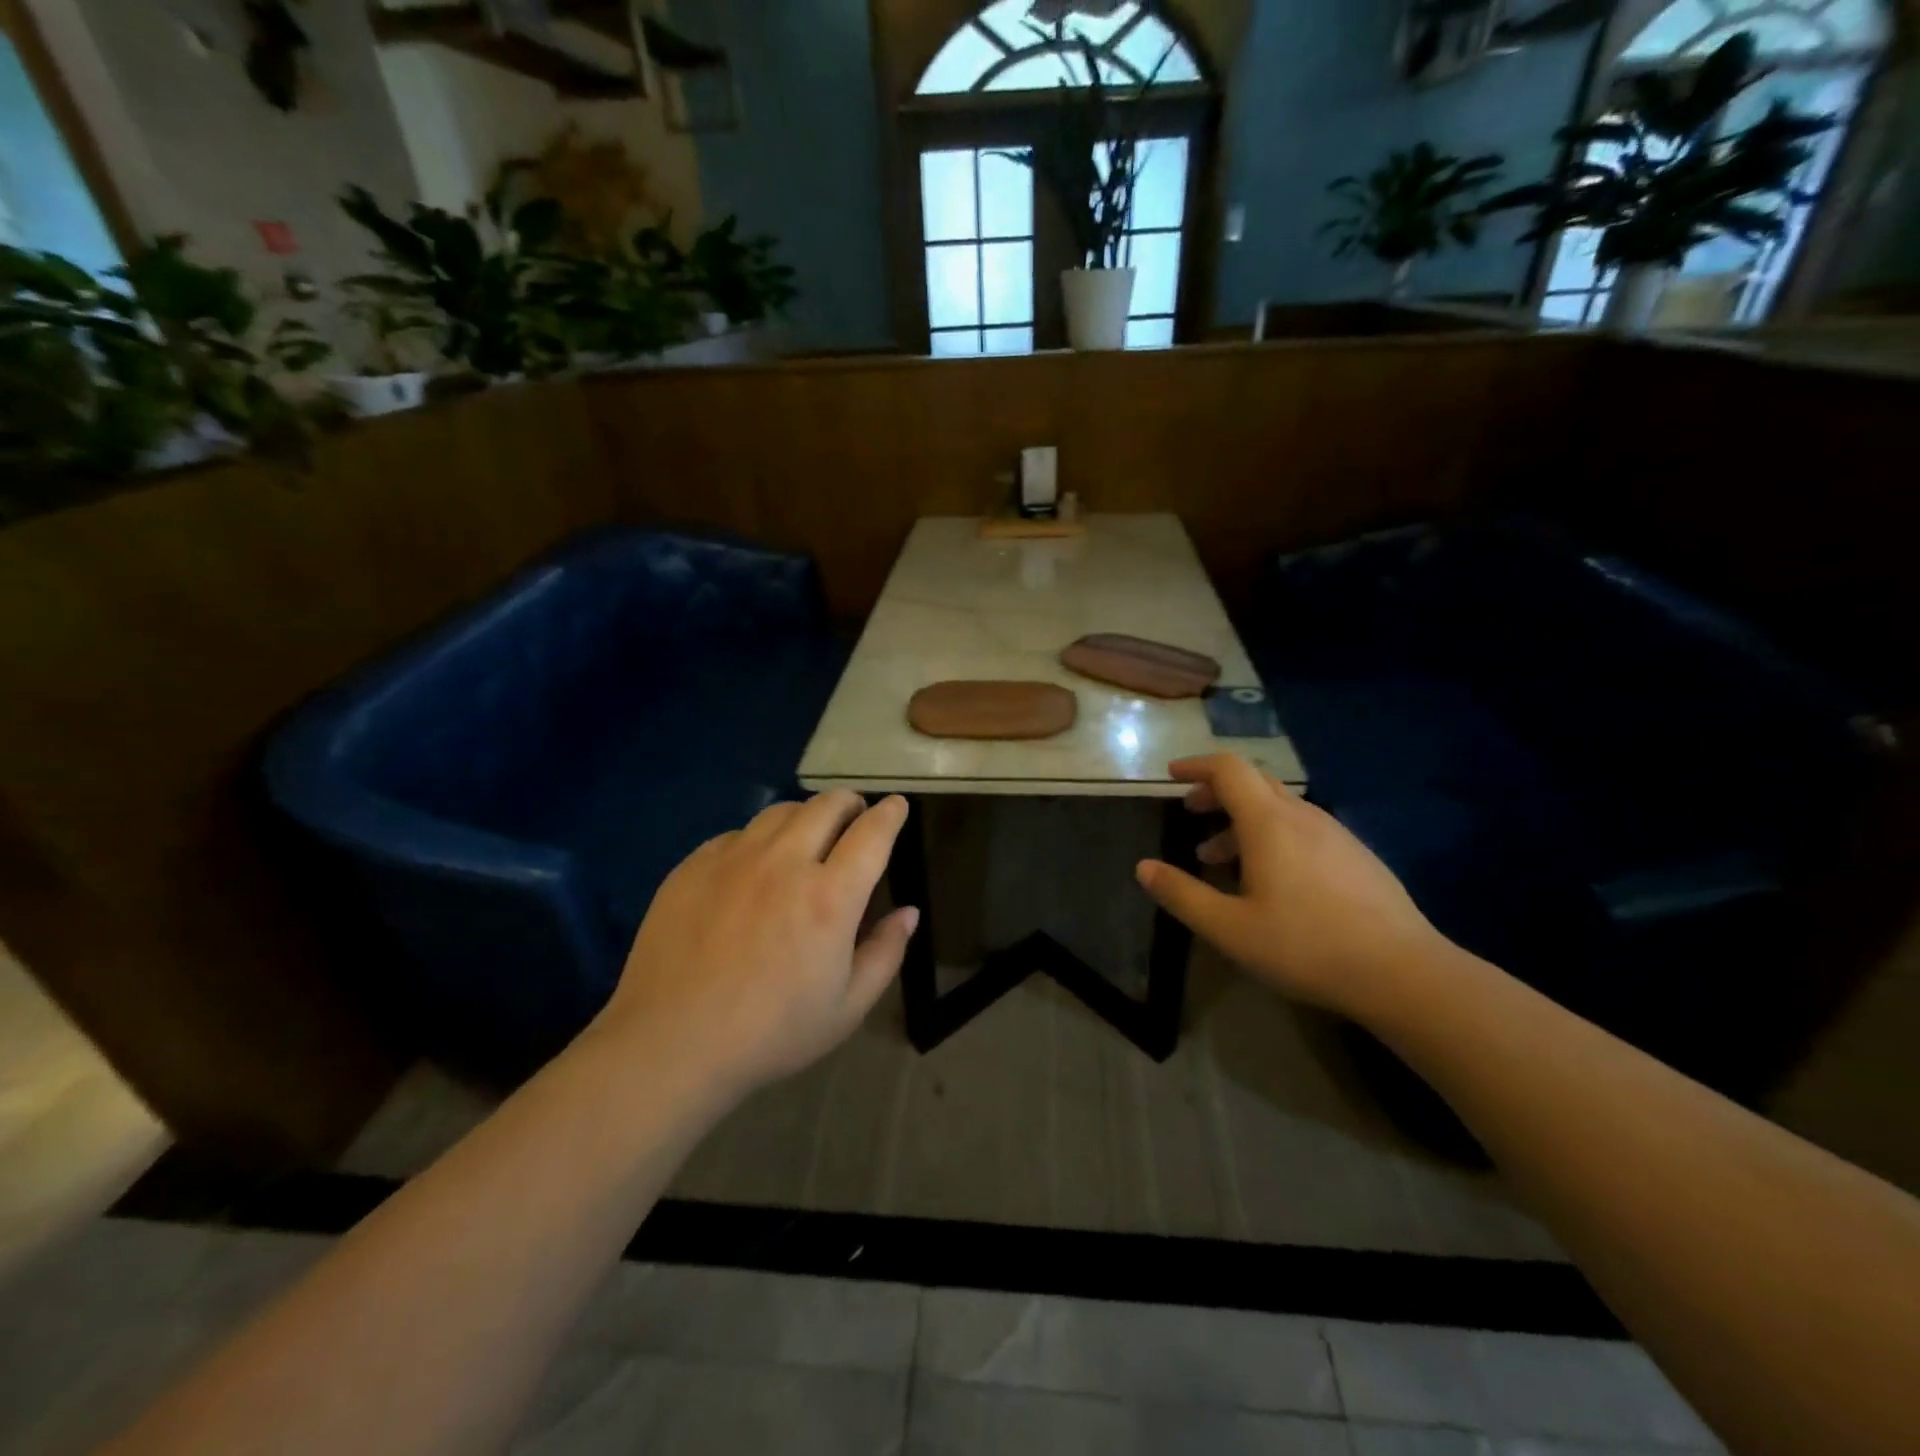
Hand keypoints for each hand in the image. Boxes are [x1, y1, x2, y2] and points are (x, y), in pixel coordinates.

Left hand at [599, 793, 918, 1094]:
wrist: (670, 1045)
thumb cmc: (771, 1034)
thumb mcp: (847, 1008)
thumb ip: (885, 953)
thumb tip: (909, 912)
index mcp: (829, 898)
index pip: (872, 833)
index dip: (890, 813)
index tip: (897, 805)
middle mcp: (785, 864)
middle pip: (826, 806)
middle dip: (850, 803)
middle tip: (855, 816)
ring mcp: (734, 859)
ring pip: (781, 812)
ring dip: (806, 815)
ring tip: (808, 835)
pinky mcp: (694, 866)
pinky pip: (738, 833)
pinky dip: (759, 839)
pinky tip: (755, 865)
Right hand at [1135, 755, 1449, 1017]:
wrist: (1403, 973)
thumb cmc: (1306, 946)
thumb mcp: (1229, 928)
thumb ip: (1182, 894)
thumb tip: (1143, 868)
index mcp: (1269, 823)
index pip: (1228, 769)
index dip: (1196, 766)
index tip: (1171, 775)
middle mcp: (1303, 816)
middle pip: (1254, 782)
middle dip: (1216, 790)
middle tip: (1191, 811)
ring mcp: (1335, 834)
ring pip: (1279, 808)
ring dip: (1241, 819)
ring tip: (1218, 857)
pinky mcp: (1356, 856)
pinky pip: (1302, 828)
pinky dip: (1272, 835)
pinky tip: (1270, 879)